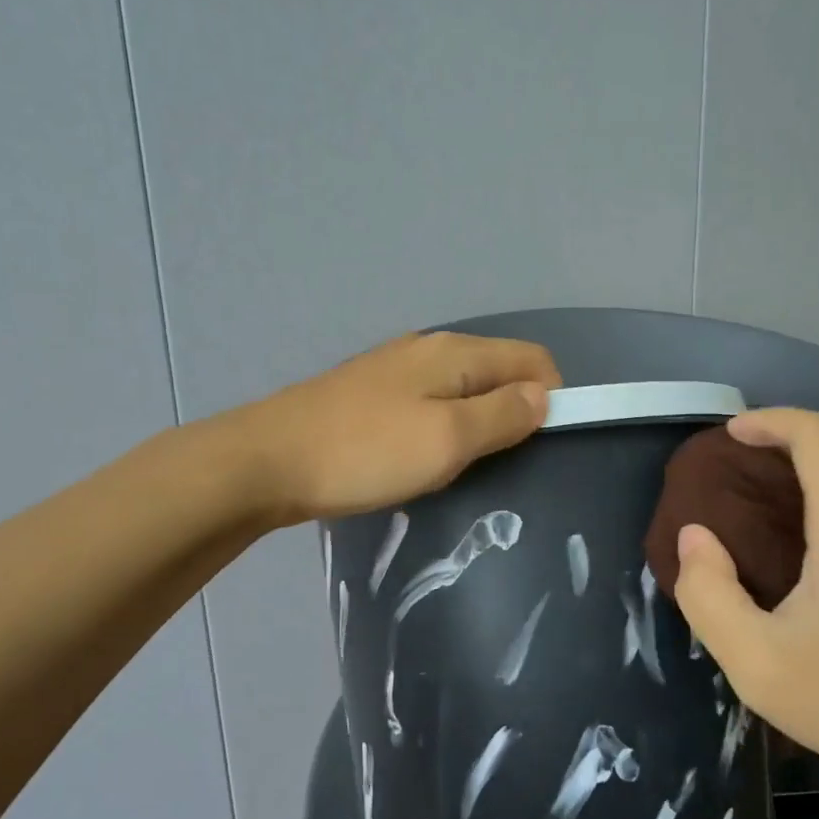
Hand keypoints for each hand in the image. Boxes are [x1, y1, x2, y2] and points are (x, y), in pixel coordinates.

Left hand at [236, 332, 561, 524]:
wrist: (266, 461)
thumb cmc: (366, 451)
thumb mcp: (447, 439)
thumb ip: (502, 415)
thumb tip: (542, 396)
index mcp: (456, 353)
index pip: (533, 359)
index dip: (553, 397)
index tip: (543, 447)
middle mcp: (430, 349)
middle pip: (498, 371)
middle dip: (515, 412)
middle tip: (505, 466)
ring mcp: (396, 370)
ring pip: (462, 390)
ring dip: (477, 424)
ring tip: (466, 469)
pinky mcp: (371, 395)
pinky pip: (430, 404)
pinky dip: (443, 428)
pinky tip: (424, 459)